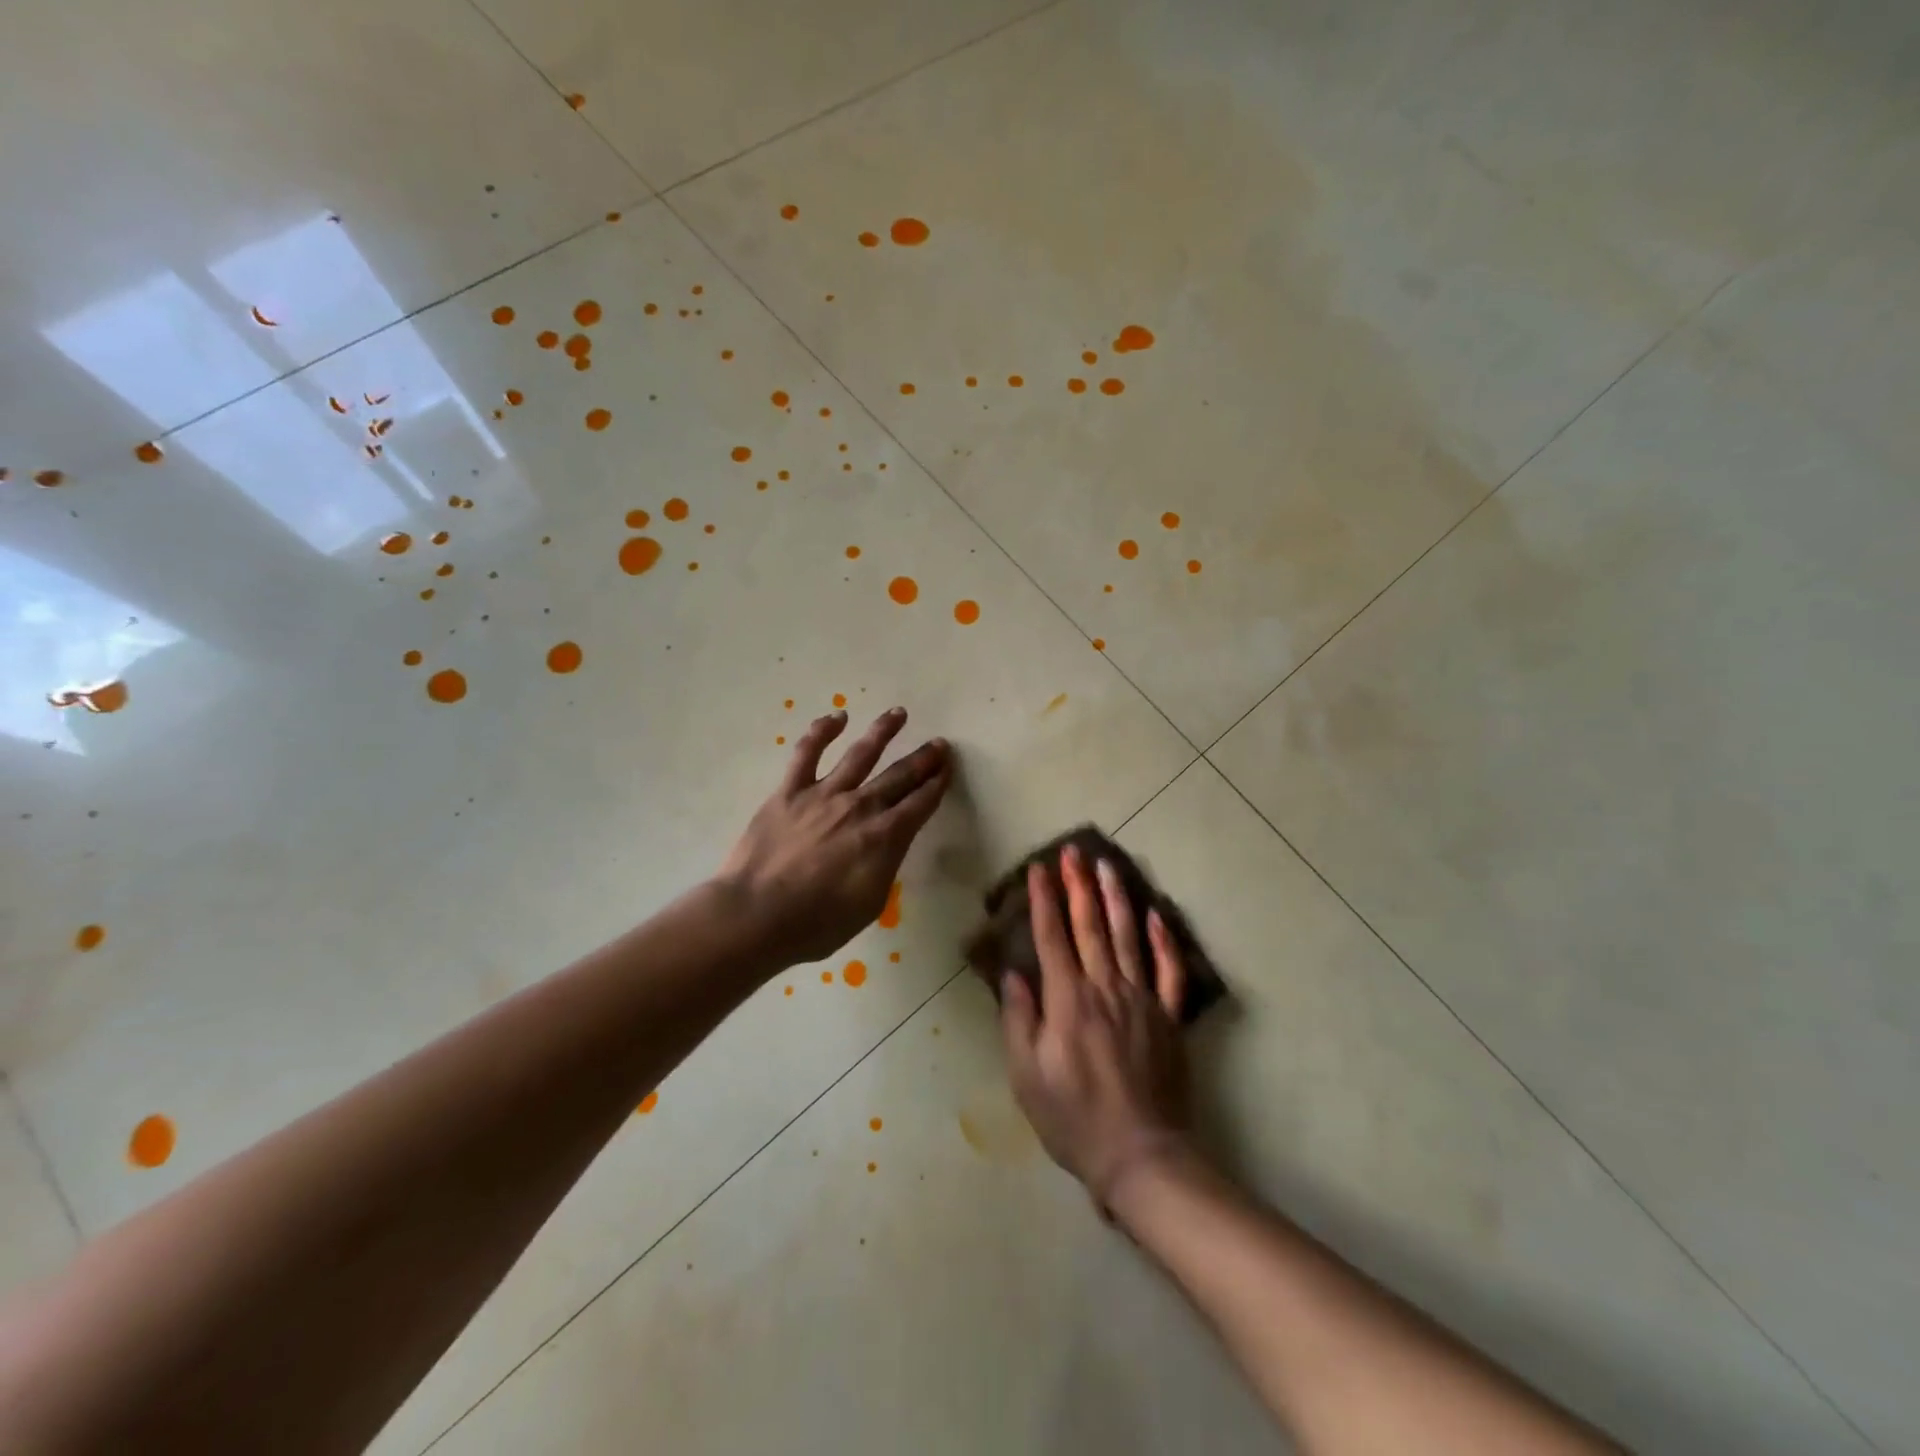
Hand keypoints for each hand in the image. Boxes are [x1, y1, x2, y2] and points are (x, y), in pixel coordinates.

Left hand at [718, 707, 951, 965]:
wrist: (756, 916)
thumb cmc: (817, 923)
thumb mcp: (870, 903)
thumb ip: (885, 865)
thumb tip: (889, 842)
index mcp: (884, 837)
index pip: (920, 804)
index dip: (937, 785)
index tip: (947, 769)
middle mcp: (859, 807)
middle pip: (899, 776)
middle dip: (922, 759)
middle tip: (939, 744)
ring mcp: (823, 794)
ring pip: (860, 754)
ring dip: (882, 732)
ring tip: (898, 714)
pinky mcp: (789, 792)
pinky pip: (807, 753)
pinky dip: (822, 731)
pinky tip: (837, 717)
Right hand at [1000, 842, 1191, 1210]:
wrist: (1140, 1155)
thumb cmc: (1073, 1118)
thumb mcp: (1027, 1075)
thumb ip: (1019, 1019)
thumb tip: (1013, 973)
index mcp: (1068, 1000)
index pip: (1052, 937)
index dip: (1043, 901)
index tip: (1038, 869)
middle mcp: (1105, 988)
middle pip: (1090, 926)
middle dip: (1078, 885)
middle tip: (1073, 851)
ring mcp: (1141, 999)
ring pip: (1129, 936)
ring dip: (1117, 898)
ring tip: (1109, 865)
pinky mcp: (1168, 1017)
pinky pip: (1168, 970)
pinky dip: (1163, 940)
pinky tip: (1156, 913)